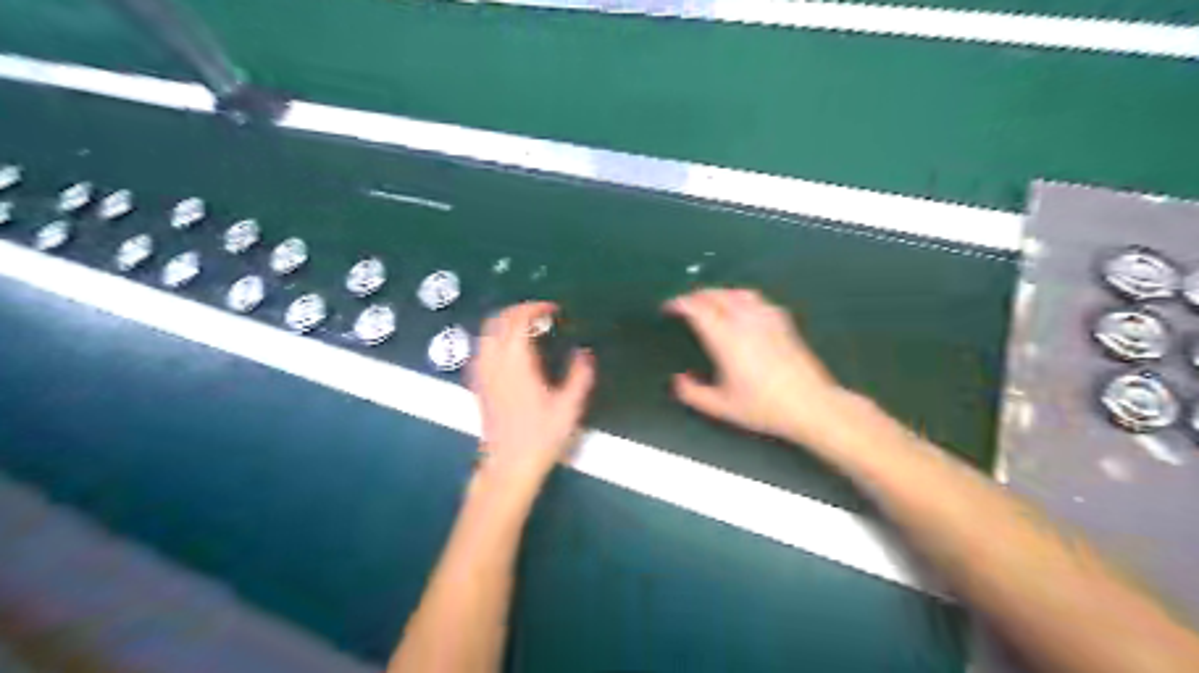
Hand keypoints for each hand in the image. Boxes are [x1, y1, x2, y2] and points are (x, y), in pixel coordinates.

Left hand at [471, 303, 595, 481]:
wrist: (509, 464)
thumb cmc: (541, 437)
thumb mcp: (569, 407)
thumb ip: (579, 376)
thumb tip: (585, 353)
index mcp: (517, 364)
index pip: (519, 321)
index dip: (535, 308)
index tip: (552, 309)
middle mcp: (495, 364)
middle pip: (497, 321)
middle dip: (518, 310)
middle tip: (539, 312)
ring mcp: (483, 374)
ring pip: (485, 333)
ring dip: (503, 322)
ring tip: (524, 326)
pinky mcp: (478, 385)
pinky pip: (480, 350)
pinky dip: (493, 338)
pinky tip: (506, 348)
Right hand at [664, 287, 852, 444]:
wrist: (810, 405)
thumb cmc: (765, 407)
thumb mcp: (721, 407)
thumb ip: (693, 394)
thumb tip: (678, 382)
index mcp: (726, 338)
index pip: (697, 308)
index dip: (679, 303)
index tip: (669, 307)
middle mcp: (745, 322)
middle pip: (715, 295)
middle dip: (696, 296)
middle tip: (684, 304)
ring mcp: (766, 318)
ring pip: (736, 292)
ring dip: (718, 293)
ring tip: (709, 302)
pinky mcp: (782, 321)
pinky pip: (756, 299)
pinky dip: (740, 297)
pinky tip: (741, 308)